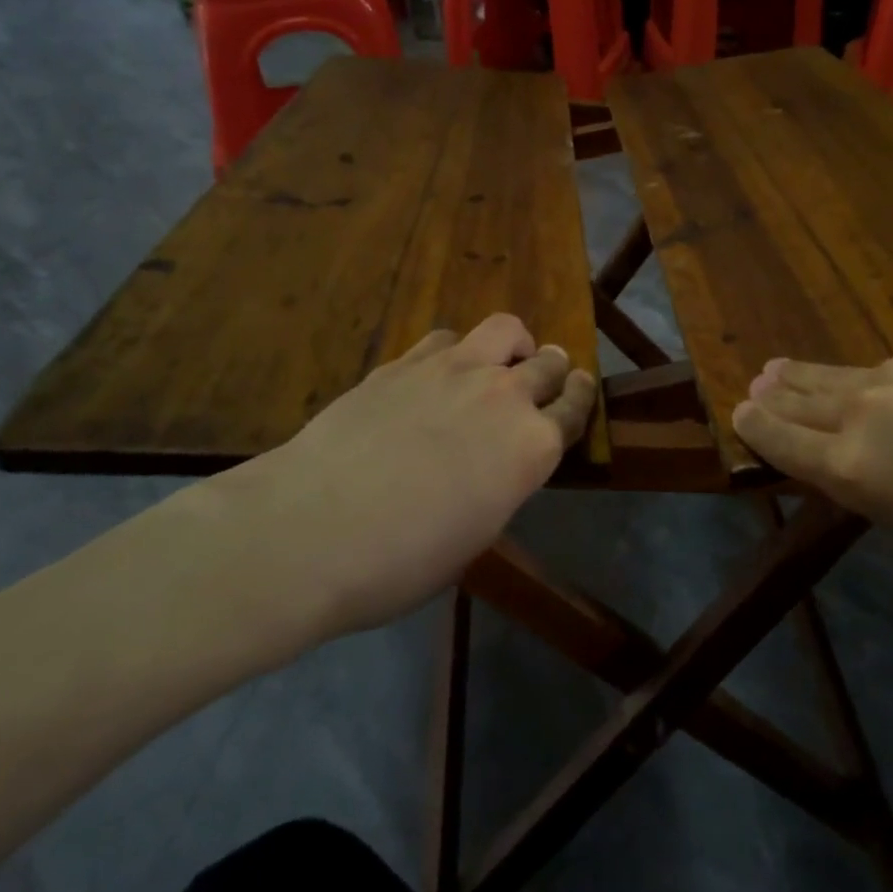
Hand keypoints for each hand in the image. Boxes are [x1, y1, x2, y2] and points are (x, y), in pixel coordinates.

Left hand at [201, 314, 596, 659]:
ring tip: (498, 362)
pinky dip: (456, 352)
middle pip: (548, 363)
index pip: (574, 409)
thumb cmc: (400, 561)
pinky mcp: (408, 361)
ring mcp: (455, 369)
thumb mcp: (474, 536)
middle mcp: (504, 395)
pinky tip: (438, 374)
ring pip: (505, 331)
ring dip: (512, 346)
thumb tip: (495, 465)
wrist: (312, 528)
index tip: (580, 389)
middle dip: (553, 368)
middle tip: (545, 375)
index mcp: (531, 447)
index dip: (580, 397)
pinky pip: (449, 339)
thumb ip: (500, 485)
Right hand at [733, 356, 892, 601]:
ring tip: (777, 368)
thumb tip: (841, 462)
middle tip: (754, 385)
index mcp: (853, 468)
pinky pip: (874, 369)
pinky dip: (851, 375)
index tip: (738, 413)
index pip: (784, 441)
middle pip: (801, 400)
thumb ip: (868, 489)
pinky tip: (851, 377)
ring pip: (833, 375)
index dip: (757, 427)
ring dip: (802, 375)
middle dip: (774, 395)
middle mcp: (863, 414)